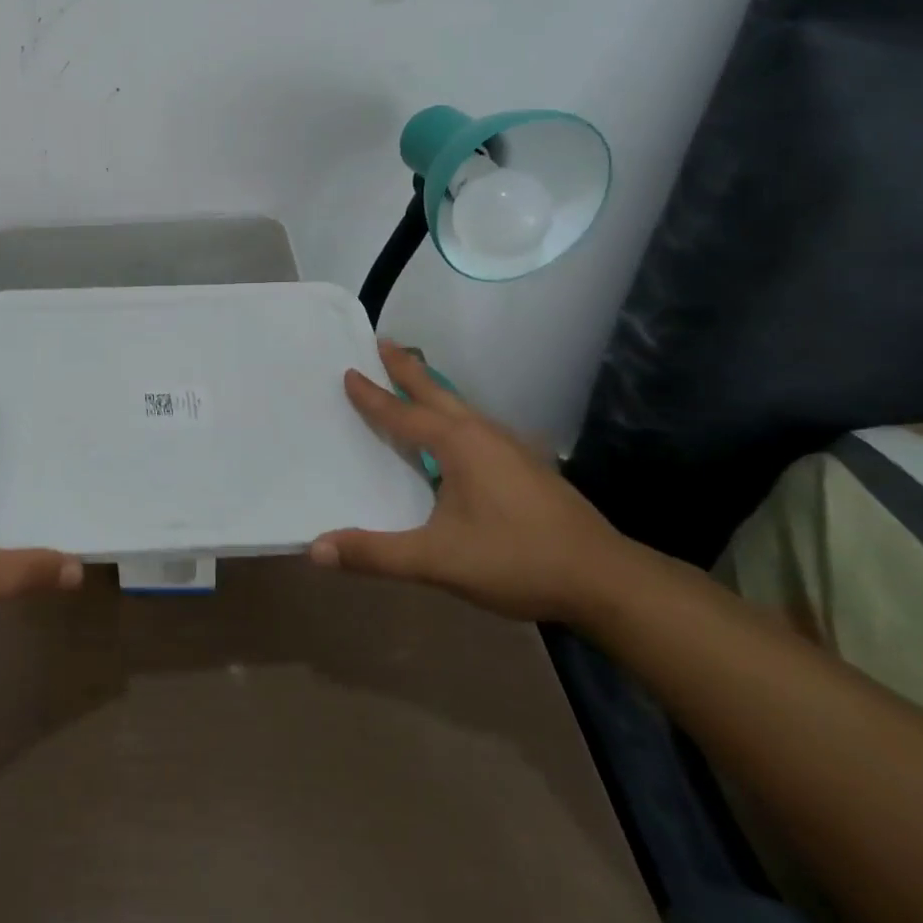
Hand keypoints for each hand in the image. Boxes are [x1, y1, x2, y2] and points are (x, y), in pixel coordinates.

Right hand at [309, 341, 626, 621]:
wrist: (606, 581)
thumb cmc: (517, 560)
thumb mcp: (439, 561)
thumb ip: (376, 554)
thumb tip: (316, 549)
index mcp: (457, 444)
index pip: (402, 413)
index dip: (372, 395)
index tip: (348, 371)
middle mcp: (482, 434)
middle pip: (436, 391)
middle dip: (407, 367)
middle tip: (383, 341)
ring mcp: (511, 448)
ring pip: (460, 407)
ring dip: (431, 389)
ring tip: (413, 381)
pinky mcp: (527, 466)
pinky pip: (476, 426)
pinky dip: (452, 414)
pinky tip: (457, 436)